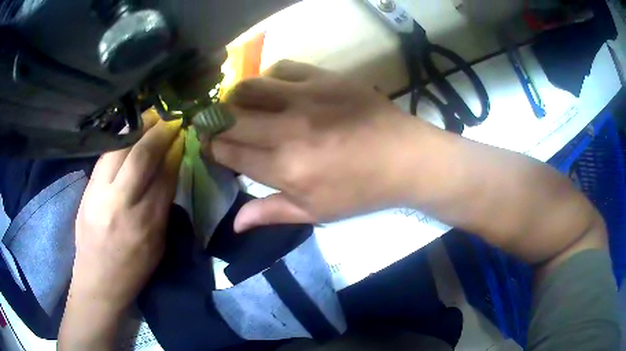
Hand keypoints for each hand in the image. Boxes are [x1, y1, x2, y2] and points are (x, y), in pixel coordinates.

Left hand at [59, 112, 182, 349]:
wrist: (98, 281)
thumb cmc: (133, 269)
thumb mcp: (158, 244)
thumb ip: (163, 206)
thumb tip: (170, 170)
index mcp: (147, 224)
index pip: (165, 176)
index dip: (175, 151)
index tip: (183, 135)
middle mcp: (122, 204)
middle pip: (141, 156)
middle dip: (159, 132)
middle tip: (171, 117)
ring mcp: (100, 194)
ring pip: (119, 149)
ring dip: (138, 128)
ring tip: (151, 115)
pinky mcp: (87, 190)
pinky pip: (105, 156)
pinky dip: (119, 139)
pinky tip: (129, 130)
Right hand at [206, 60, 422, 231]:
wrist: (405, 157)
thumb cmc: (362, 191)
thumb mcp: (316, 212)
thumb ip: (271, 213)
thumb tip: (235, 223)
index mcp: (285, 168)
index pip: (229, 152)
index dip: (212, 149)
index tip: (210, 147)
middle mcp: (287, 129)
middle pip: (230, 118)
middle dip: (214, 123)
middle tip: (217, 126)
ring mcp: (305, 97)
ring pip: (248, 87)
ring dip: (235, 97)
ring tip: (240, 106)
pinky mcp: (324, 78)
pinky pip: (281, 68)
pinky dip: (269, 78)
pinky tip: (274, 89)